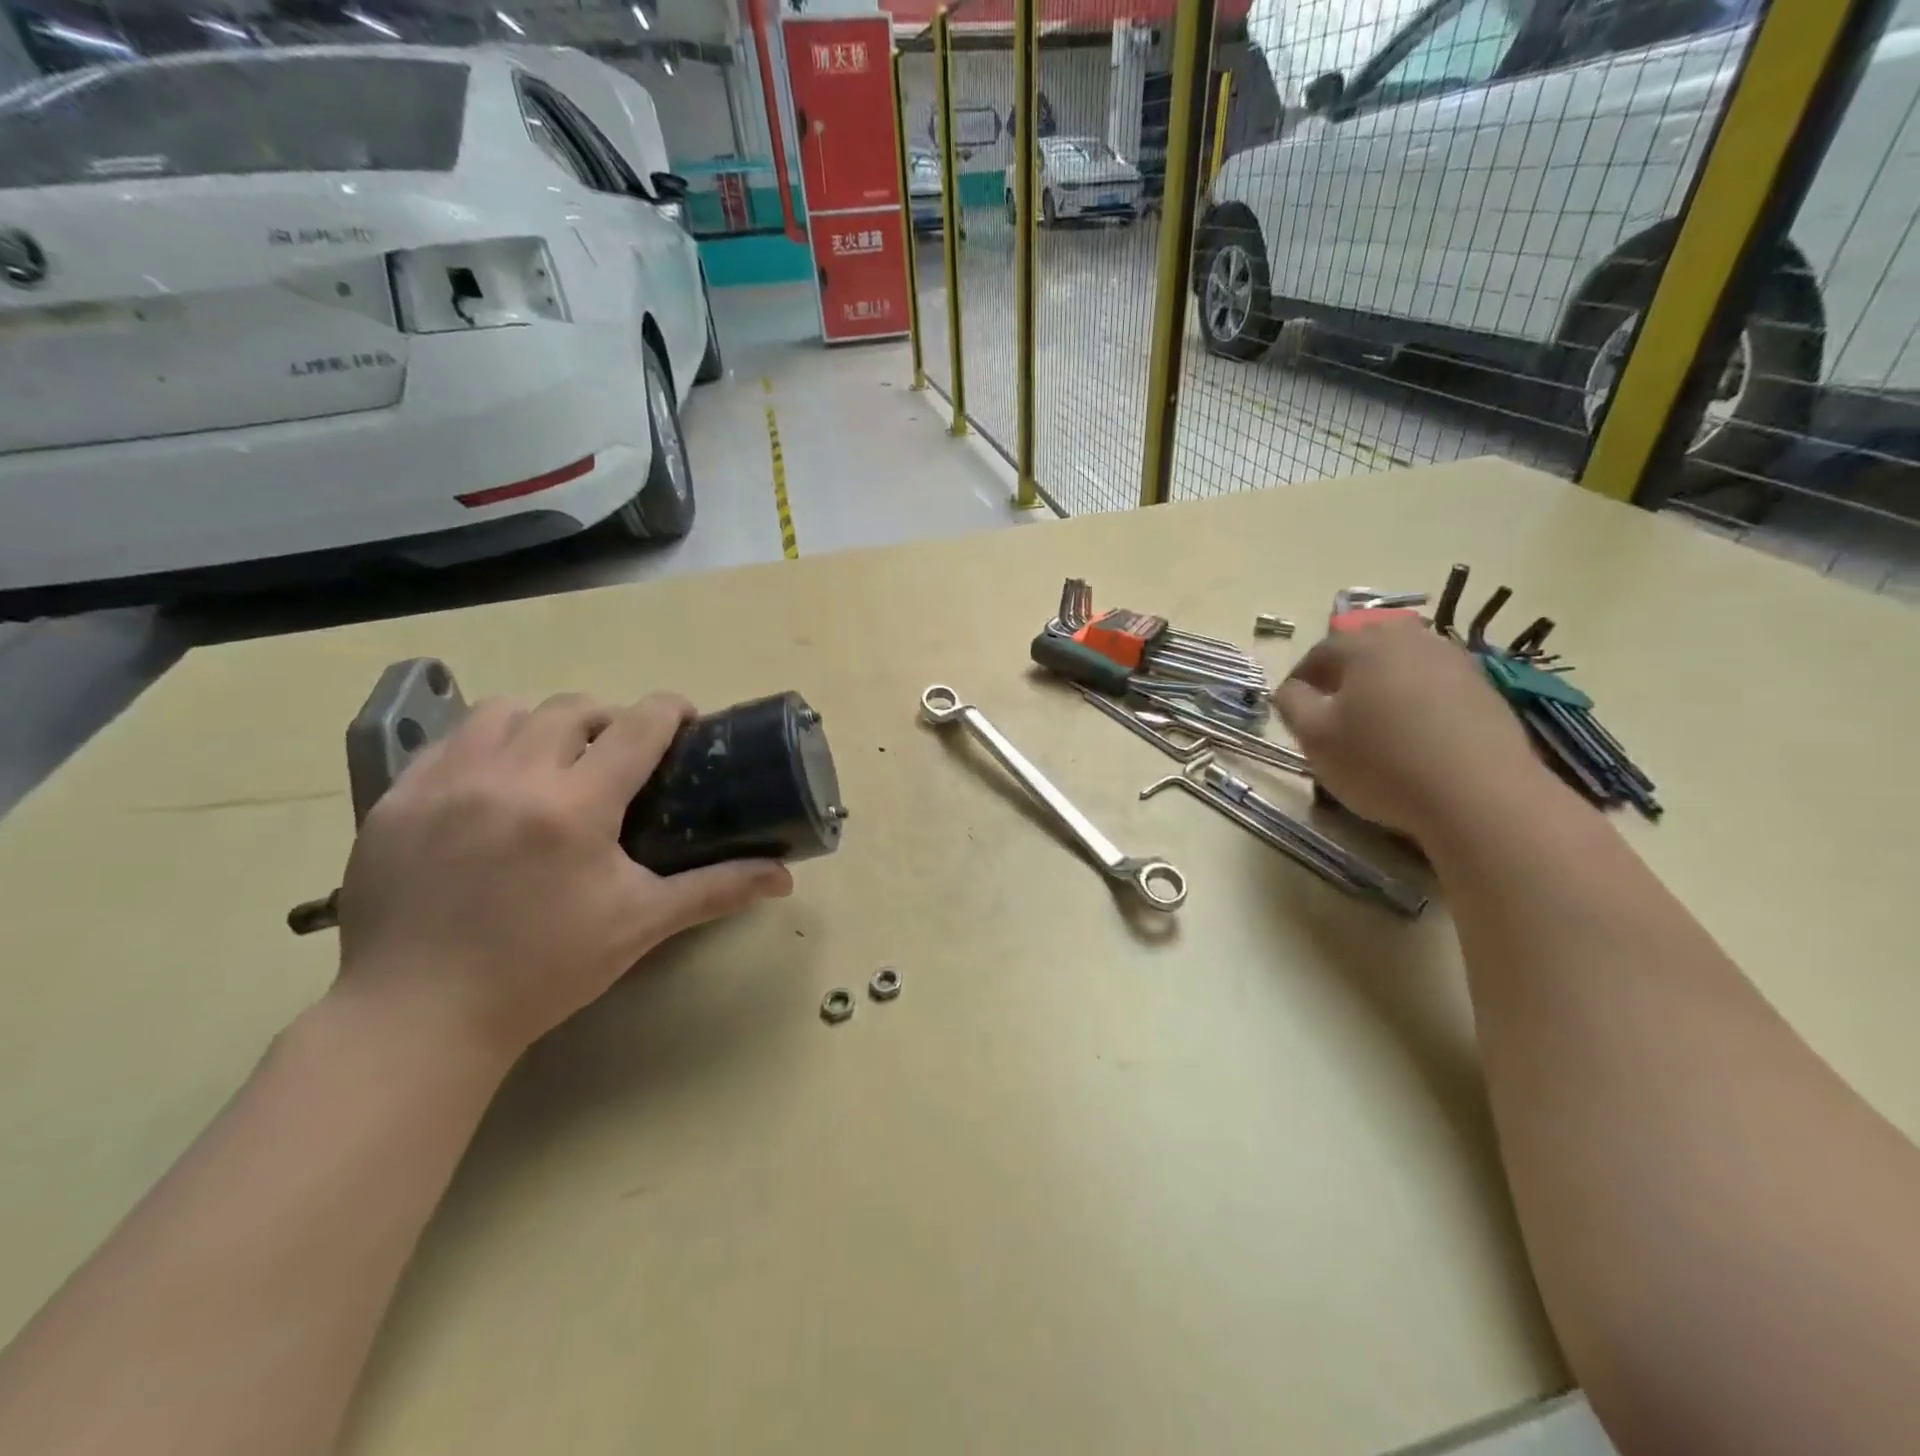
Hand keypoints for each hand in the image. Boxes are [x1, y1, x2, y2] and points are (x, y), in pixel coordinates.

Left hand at [333, 692, 792, 1062]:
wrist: (419, 1016)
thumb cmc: (544, 969)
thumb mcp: (641, 924)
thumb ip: (716, 889)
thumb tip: (785, 878)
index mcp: (575, 806)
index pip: (637, 725)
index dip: (670, 710)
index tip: (685, 720)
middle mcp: (510, 776)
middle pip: (573, 707)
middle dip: (609, 718)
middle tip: (621, 754)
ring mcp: (445, 783)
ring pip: (505, 711)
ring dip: (542, 724)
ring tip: (553, 761)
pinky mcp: (396, 799)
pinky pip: (448, 741)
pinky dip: (484, 746)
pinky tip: (493, 785)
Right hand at [1274, 618, 1557, 841]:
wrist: (1480, 796)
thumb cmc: (1382, 763)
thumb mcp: (1315, 737)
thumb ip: (1292, 704)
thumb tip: (1291, 689)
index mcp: (1364, 645)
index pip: (1319, 652)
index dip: (1300, 681)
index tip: (1293, 711)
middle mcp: (1410, 640)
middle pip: (1364, 650)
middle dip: (1343, 676)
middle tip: (1332, 714)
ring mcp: (1454, 661)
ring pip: (1402, 665)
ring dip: (1381, 686)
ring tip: (1373, 724)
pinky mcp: (1484, 689)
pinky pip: (1434, 684)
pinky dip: (1416, 701)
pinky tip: (1414, 735)